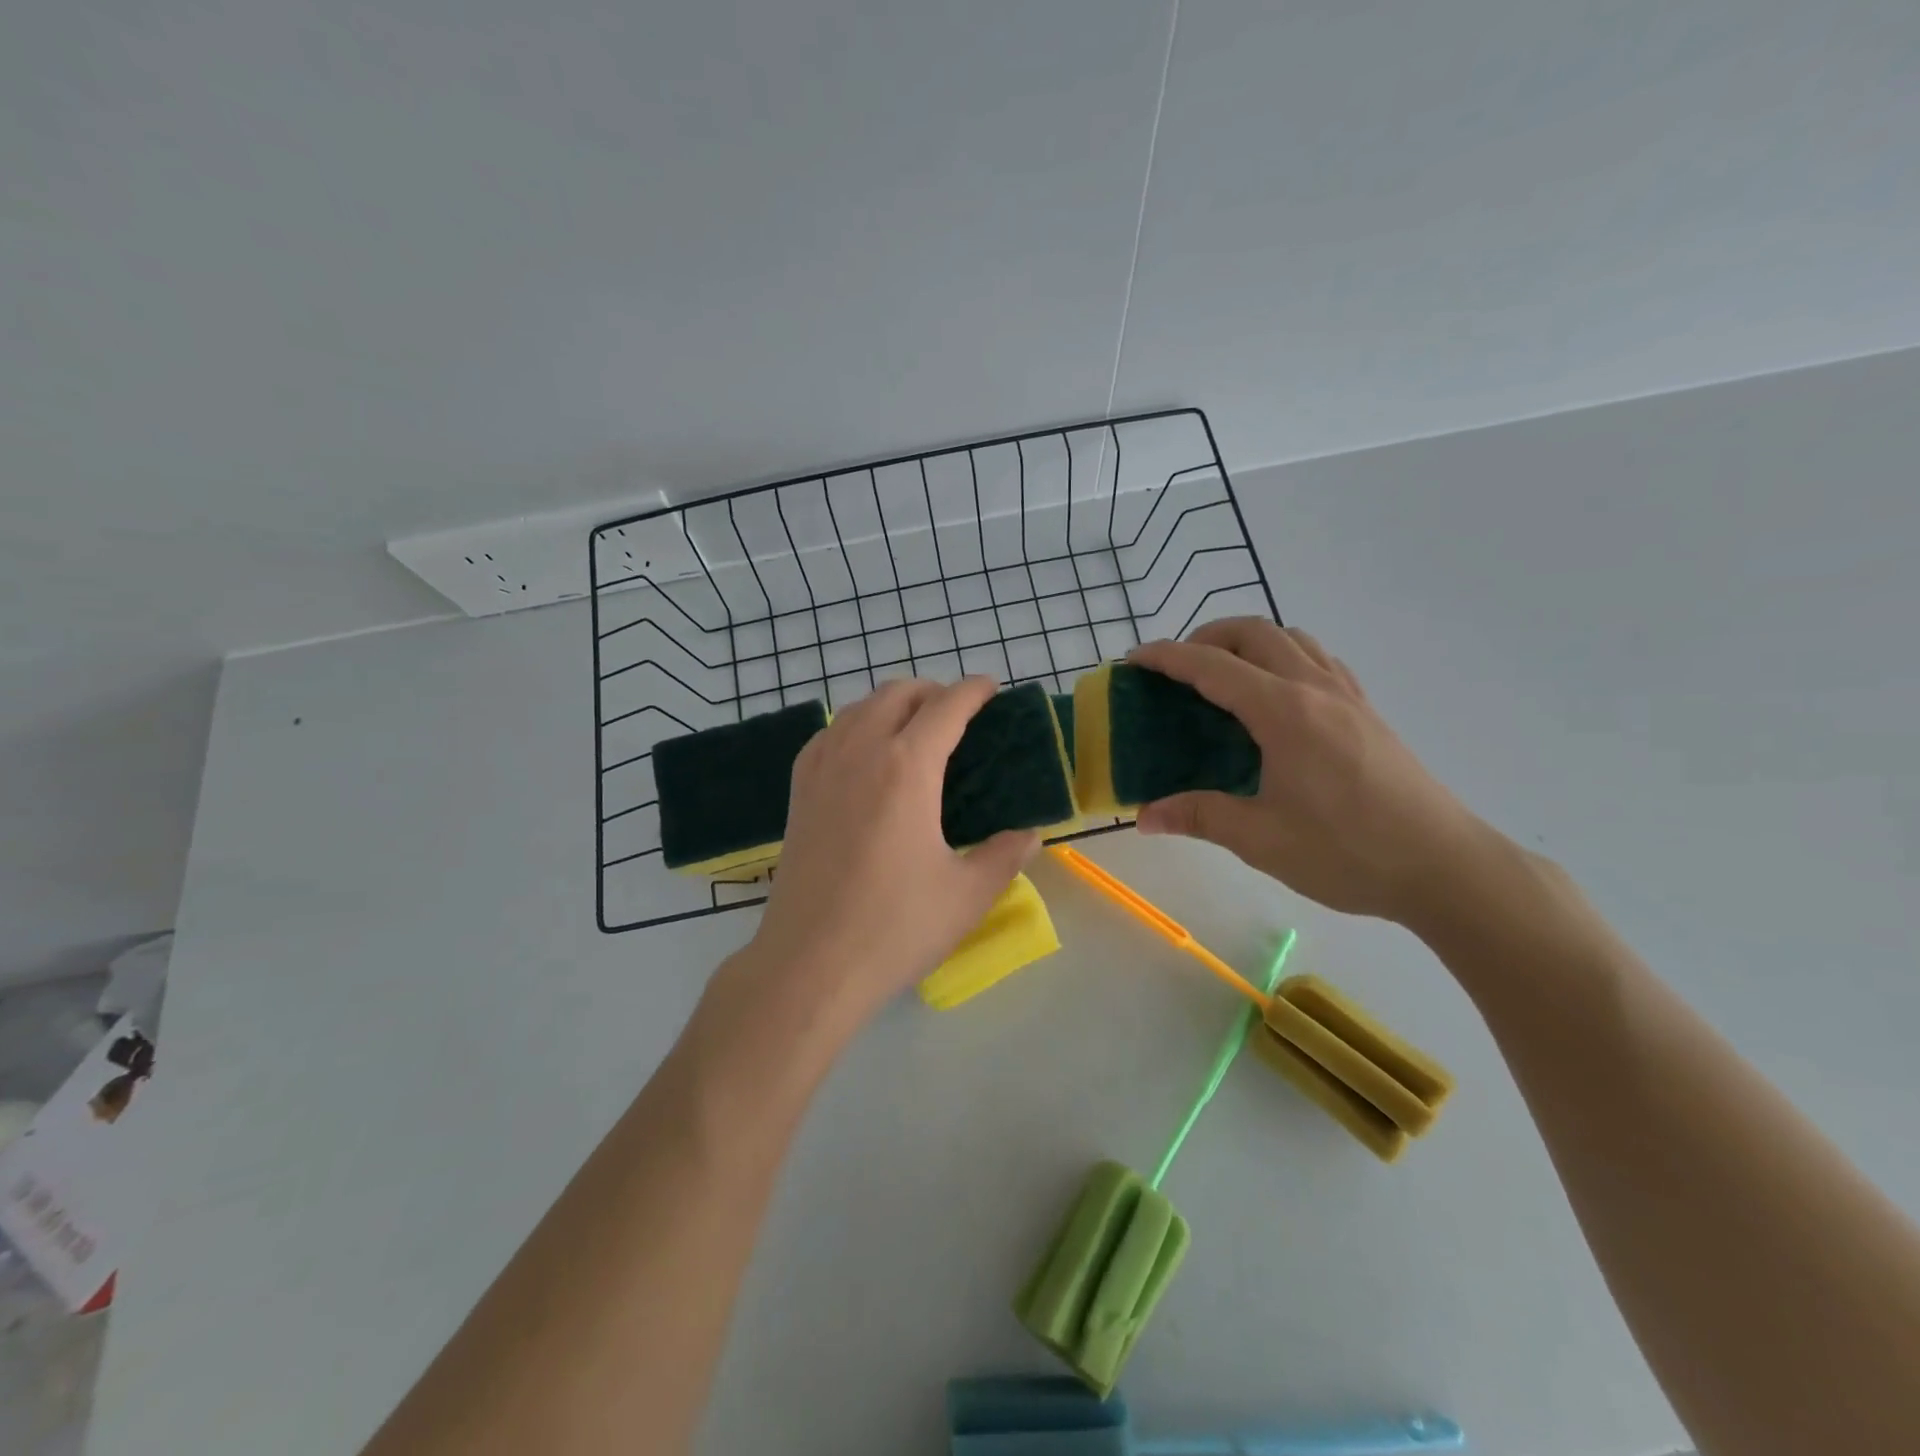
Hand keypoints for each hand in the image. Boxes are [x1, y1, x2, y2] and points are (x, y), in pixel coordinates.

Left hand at [746, 677, 1038, 1017]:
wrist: (809, 964)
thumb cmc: (895, 928)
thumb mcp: (968, 894)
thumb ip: (1005, 855)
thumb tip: (1030, 834)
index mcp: (907, 768)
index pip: (946, 706)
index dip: (973, 690)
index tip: (992, 689)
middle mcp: (861, 752)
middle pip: (898, 694)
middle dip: (933, 691)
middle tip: (959, 713)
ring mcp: (822, 769)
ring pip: (858, 708)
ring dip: (892, 703)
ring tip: (915, 727)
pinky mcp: (798, 792)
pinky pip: (828, 735)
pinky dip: (855, 725)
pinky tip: (865, 753)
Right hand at [1130, 620, 1497, 926]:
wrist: (1445, 866)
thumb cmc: (1348, 852)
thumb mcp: (1261, 839)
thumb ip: (1199, 816)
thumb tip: (1144, 817)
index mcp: (1284, 712)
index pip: (1213, 667)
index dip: (1167, 657)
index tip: (1134, 660)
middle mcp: (1316, 689)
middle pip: (1255, 632)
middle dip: (1207, 637)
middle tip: (1177, 669)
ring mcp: (1348, 696)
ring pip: (1292, 638)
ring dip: (1249, 642)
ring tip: (1223, 675)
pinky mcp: (1368, 712)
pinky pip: (1319, 660)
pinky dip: (1284, 657)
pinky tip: (1276, 696)